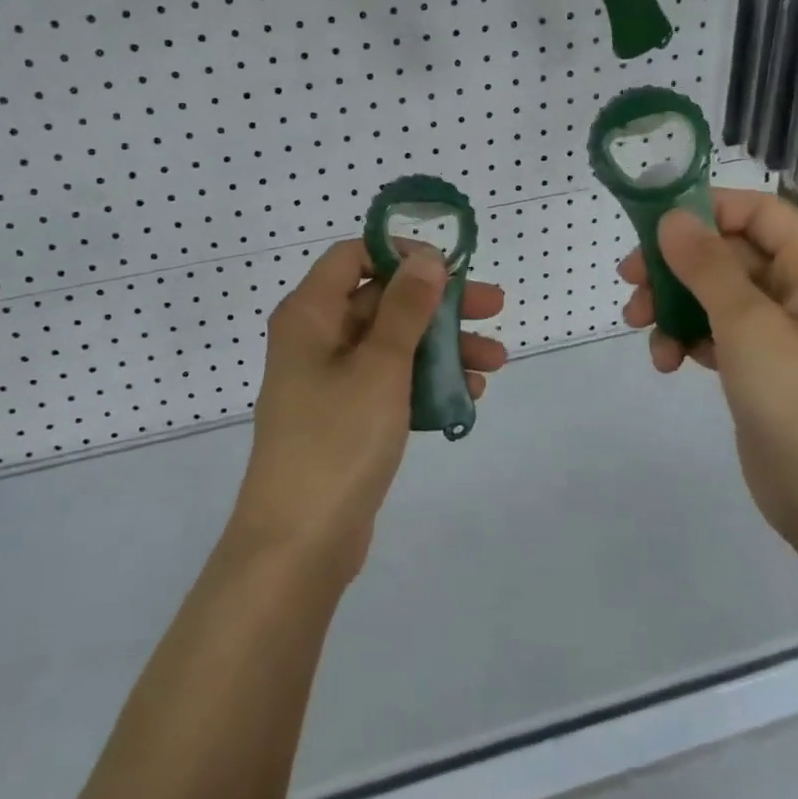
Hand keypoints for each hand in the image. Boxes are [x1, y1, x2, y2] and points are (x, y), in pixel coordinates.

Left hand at [233, 239, 506, 578]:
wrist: (299, 543)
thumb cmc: (337, 440)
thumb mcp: (380, 366)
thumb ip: (405, 308)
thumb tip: (425, 257)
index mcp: (310, 314)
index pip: (352, 256)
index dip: (400, 254)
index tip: (448, 266)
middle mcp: (315, 338)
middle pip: (381, 300)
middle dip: (438, 304)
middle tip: (495, 307)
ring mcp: (329, 380)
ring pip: (392, 344)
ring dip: (442, 346)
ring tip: (498, 361)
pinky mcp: (345, 417)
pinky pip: (389, 383)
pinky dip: (425, 382)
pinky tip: (470, 393)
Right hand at [620, 189, 797, 542]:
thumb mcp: (746, 324)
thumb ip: (706, 265)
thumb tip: (671, 218)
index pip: (757, 212)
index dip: (705, 210)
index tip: (651, 226)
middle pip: (727, 254)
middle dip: (675, 267)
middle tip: (629, 282)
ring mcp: (781, 330)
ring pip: (713, 294)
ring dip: (673, 306)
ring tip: (643, 331)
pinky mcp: (760, 364)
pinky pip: (715, 331)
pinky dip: (687, 338)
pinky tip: (668, 362)